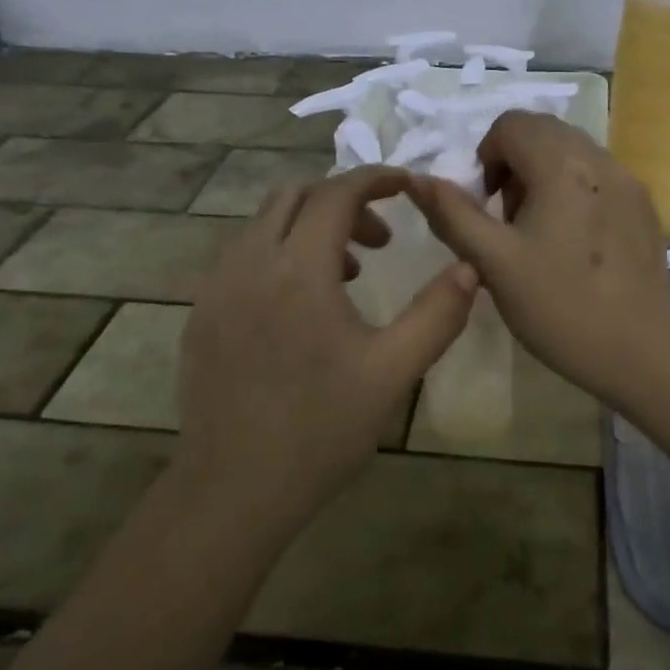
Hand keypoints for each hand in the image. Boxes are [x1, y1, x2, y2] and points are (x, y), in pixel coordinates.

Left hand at [179, 166, 478, 517]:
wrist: (233, 489)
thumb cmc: (321, 430)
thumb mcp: (393, 372)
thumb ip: (437, 314)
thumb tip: (469, 268)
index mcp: (297, 270)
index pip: (336, 193)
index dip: (376, 179)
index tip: (408, 187)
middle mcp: (248, 263)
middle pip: (295, 197)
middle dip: (344, 203)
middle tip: (382, 241)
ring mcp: (215, 287)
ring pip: (263, 224)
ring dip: (310, 227)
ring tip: (349, 275)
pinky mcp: (200, 313)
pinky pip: (242, 255)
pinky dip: (279, 253)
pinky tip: (301, 306)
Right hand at [407, 111, 669, 406]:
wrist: (639, 351)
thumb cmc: (559, 306)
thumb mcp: (494, 263)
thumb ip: (454, 215)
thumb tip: (418, 179)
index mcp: (561, 166)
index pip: (512, 124)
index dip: (486, 156)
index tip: (485, 204)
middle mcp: (599, 160)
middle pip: (544, 132)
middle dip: (515, 163)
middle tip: (509, 218)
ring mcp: (629, 182)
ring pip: (573, 152)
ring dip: (544, 175)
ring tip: (540, 232)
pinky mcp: (644, 206)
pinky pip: (599, 175)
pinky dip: (574, 189)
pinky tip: (574, 243)